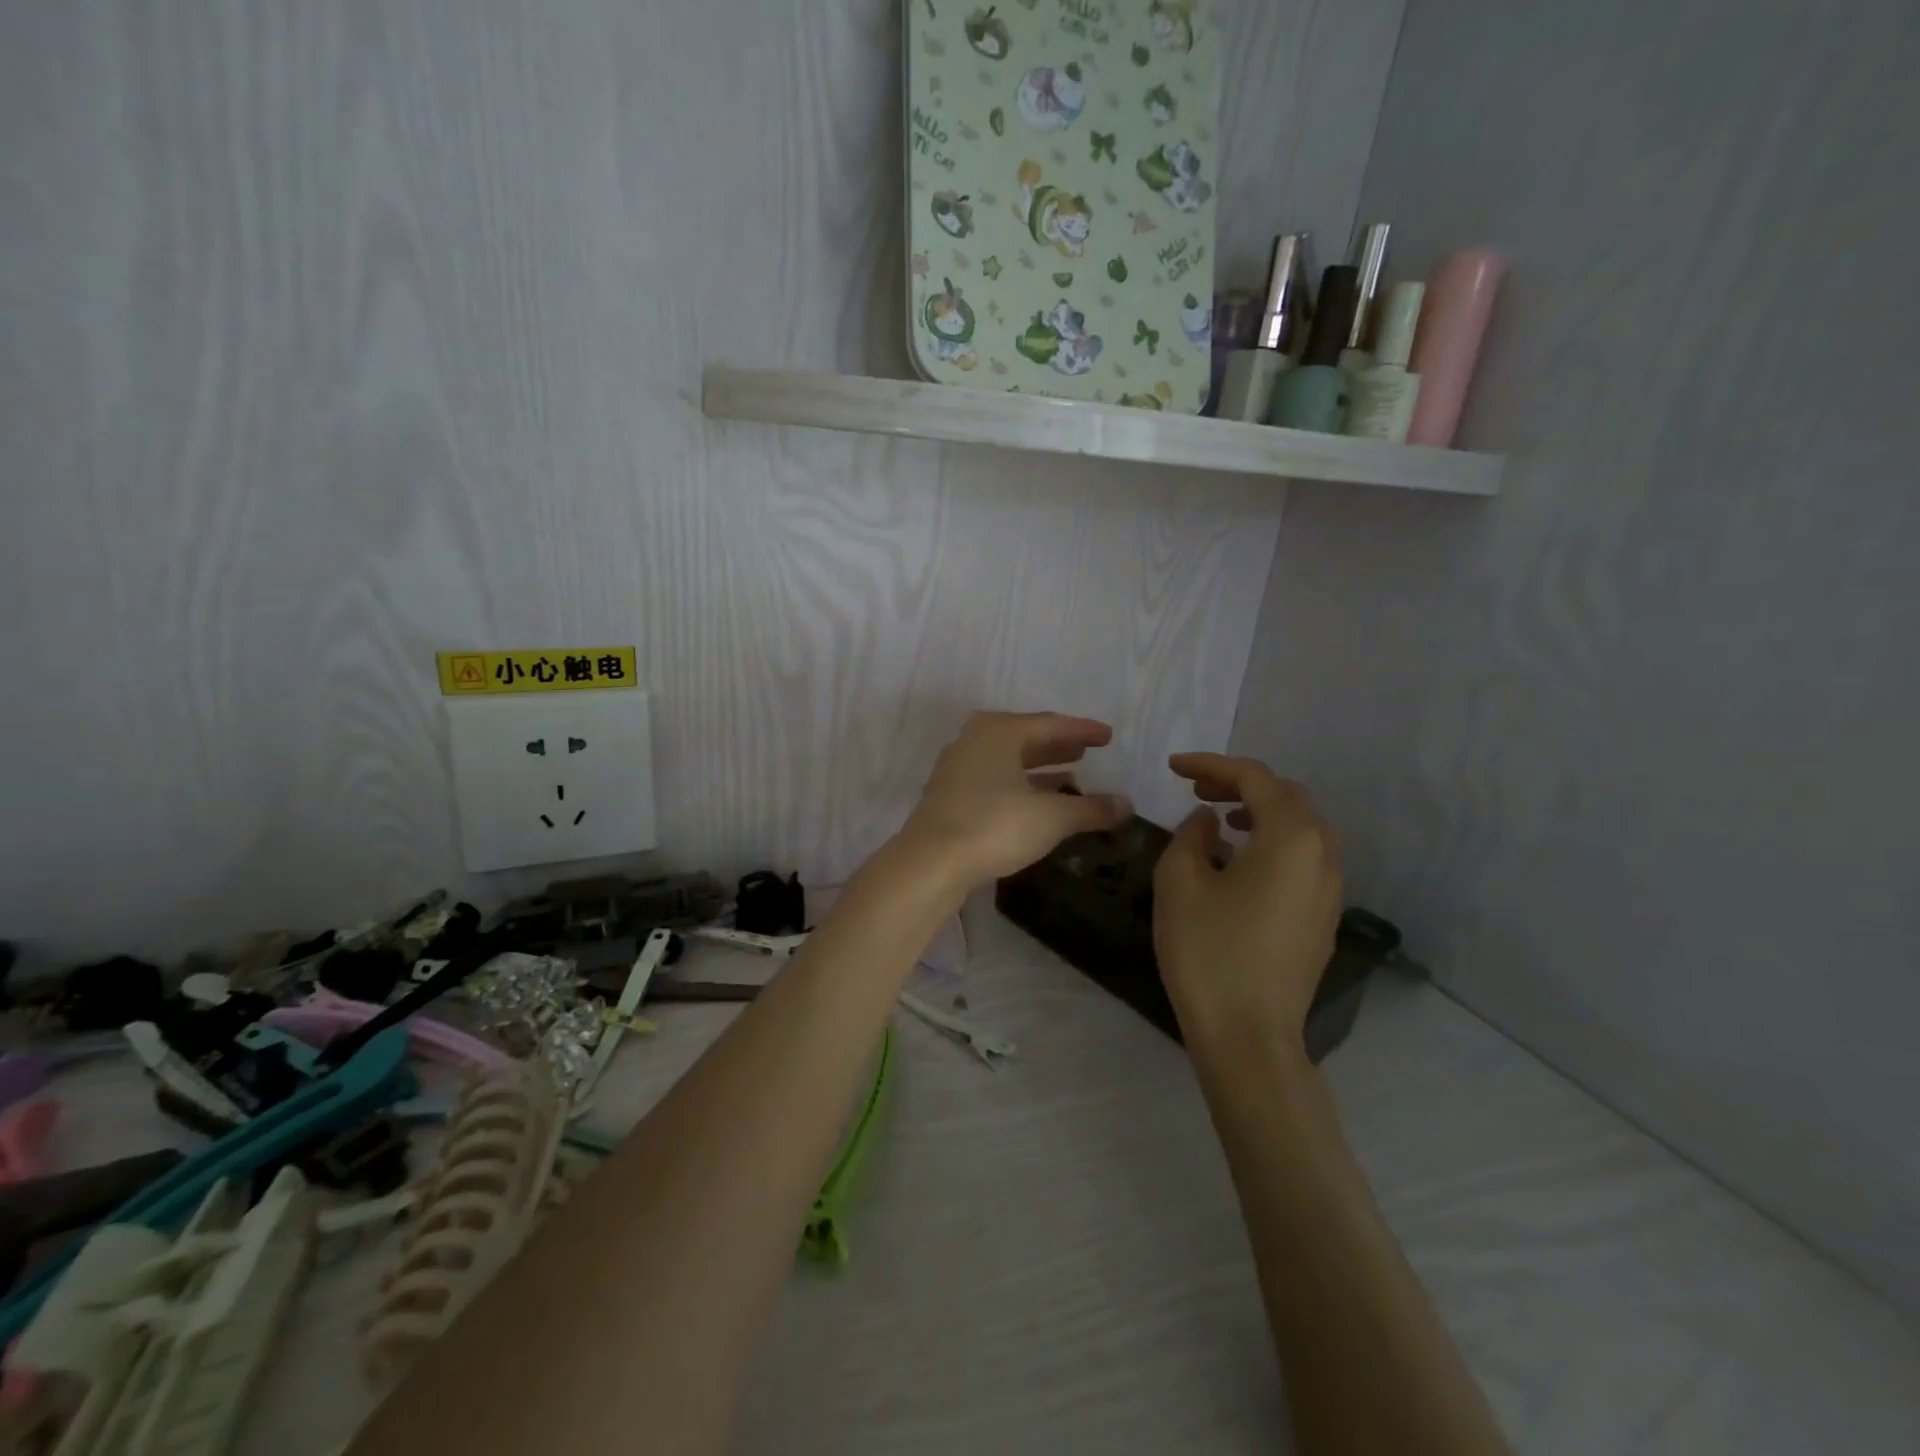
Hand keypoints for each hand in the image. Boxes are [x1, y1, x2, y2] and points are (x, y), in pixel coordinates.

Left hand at [898, 711, 1132, 892]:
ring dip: (1039, 767)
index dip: (1082, 730)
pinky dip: (1020, 785)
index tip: (1108, 736)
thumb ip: (1091, 808)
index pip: (1051, 724)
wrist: (930, 862)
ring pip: (1008, 760)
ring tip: (1071, 775)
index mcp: (999, 731)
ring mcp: (958, 767)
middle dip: (1058, 745)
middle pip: (1026, 737)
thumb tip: (1126, 805)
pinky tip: (1038, 801)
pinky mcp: (950, 795)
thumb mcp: (1051, 817)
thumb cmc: (994, 826)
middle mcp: (975, 740)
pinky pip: (995, 779)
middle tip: (1087, 750)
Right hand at [1152, 753, 1342, 1047]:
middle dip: (1239, 783)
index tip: (1173, 767)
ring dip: (1260, 811)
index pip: (1254, 778)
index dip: (1211, 765)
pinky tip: (1240, 859)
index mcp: (1291, 837)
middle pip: (1286, 797)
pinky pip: (1303, 857)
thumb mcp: (1180, 881)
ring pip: (1301, 827)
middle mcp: (1323, 854)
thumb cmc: (1208, 951)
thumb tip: (1208, 822)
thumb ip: (1191, 835)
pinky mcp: (1324, 917)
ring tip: (1219, 817)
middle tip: (1196, 790)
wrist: (1249, 1036)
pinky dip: (1272, 841)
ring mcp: (1330, 889)